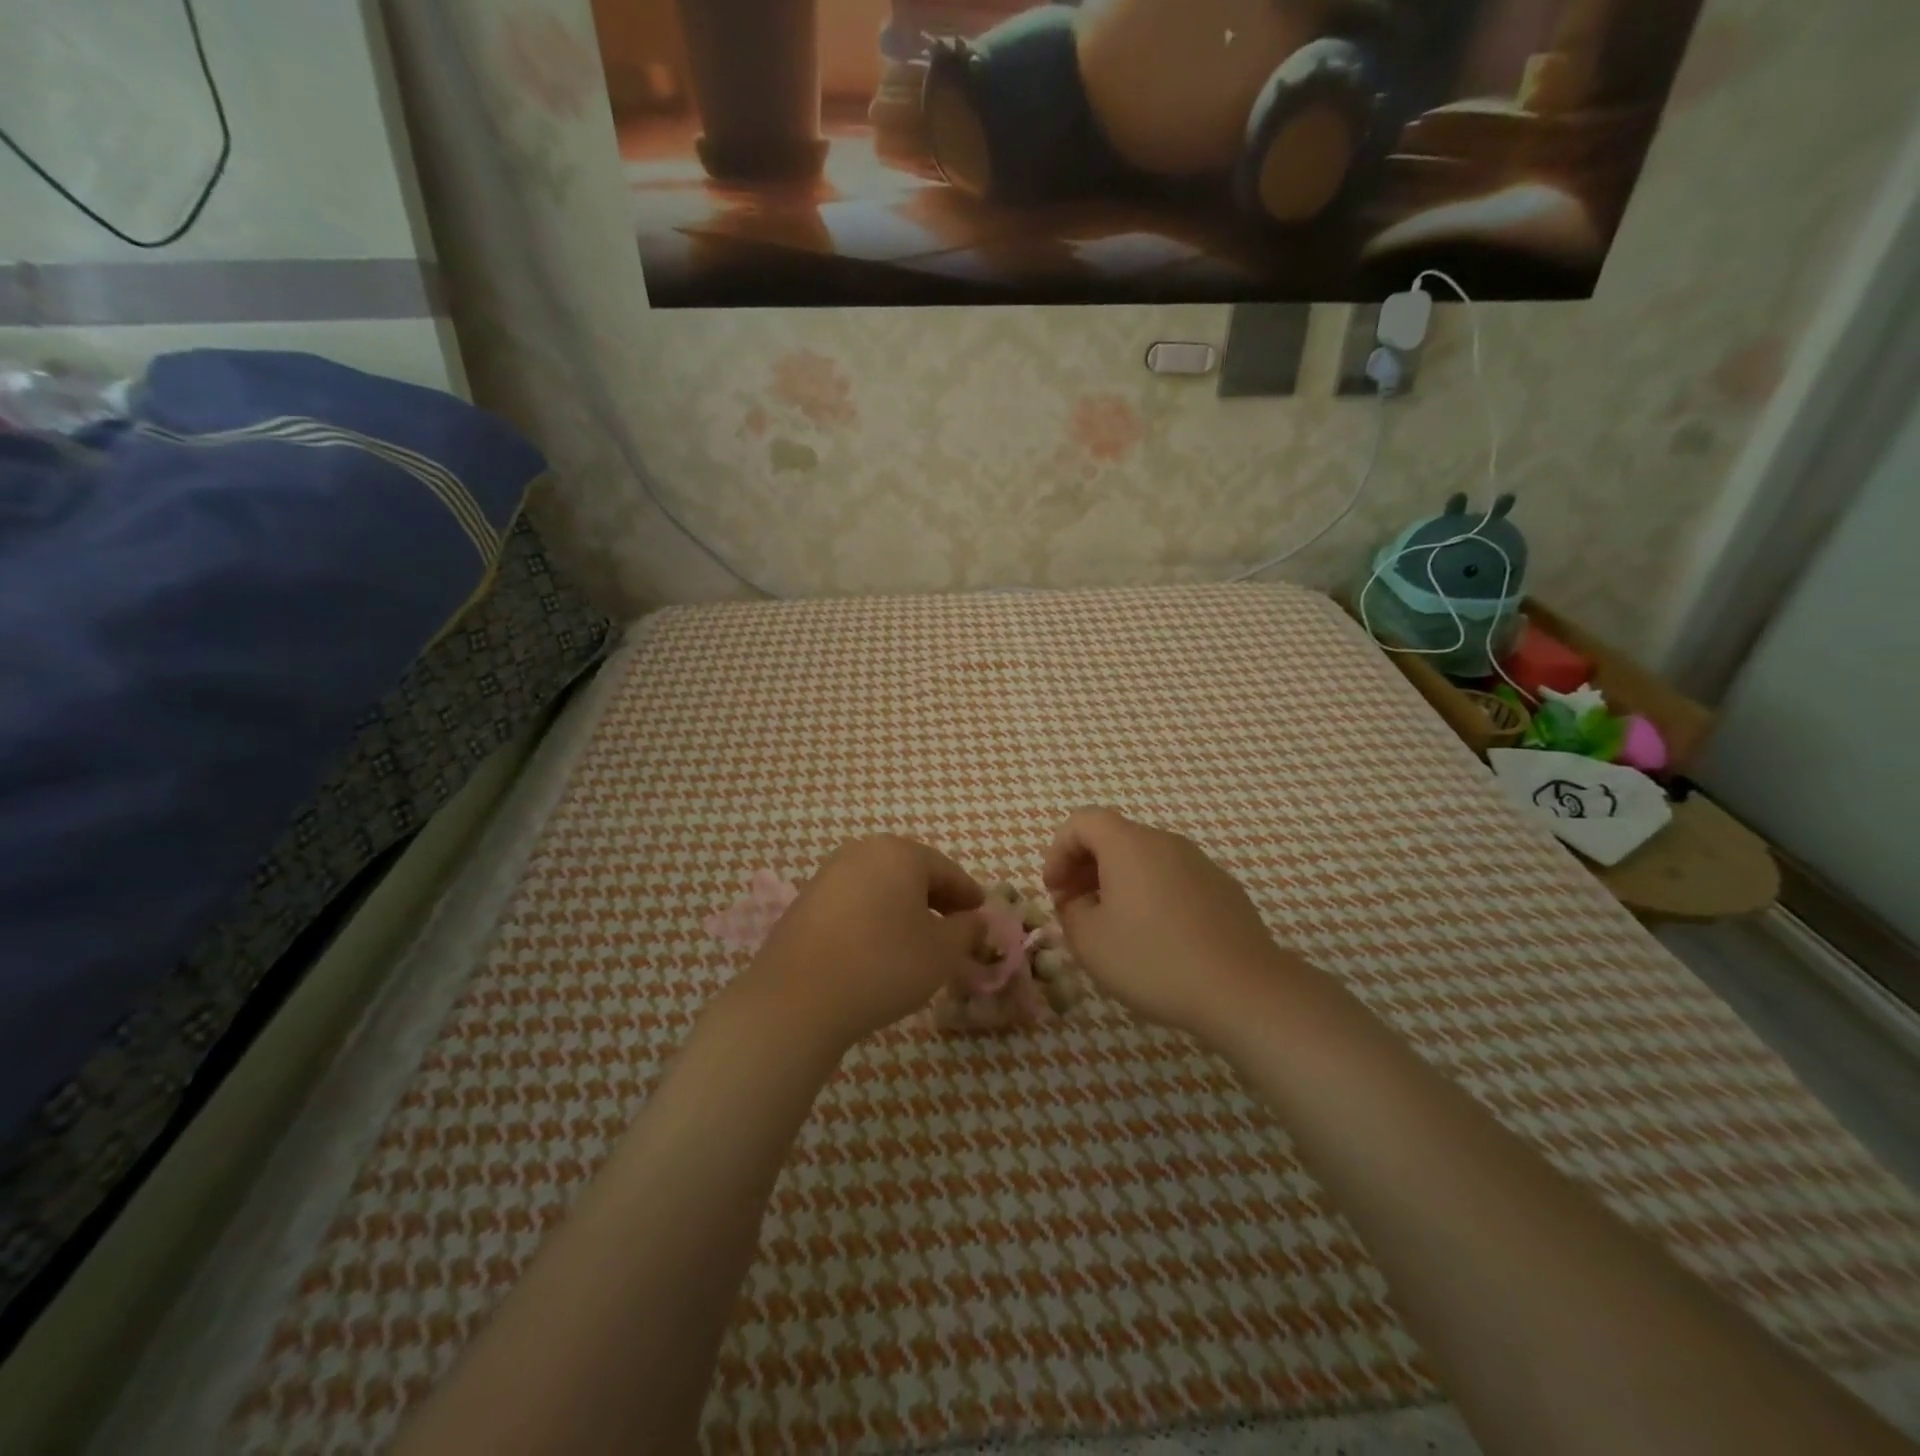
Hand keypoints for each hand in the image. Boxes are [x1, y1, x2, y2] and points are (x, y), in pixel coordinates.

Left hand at [738, 835, 985, 1052]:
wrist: (798, 998)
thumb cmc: (884, 965)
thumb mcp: (942, 952)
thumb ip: (967, 930)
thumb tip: (976, 920)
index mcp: (900, 853)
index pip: (946, 870)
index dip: (968, 895)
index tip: (982, 915)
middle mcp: (862, 852)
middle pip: (911, 872)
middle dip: (936, 899)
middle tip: (954, 928)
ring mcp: (829, 875)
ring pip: (881, 887)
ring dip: (904, 909)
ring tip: (918, 942)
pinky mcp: (806, 901)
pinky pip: (854, 902)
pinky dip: (874, 918)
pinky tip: (879, 948)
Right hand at [1043, 808, 1296, 1044]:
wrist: (1243, 990)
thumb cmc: (1154, 960)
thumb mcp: (1090, 942)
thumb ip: (1070, 912)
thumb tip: (1078, 901)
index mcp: (1129, 845)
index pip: (1082, 821)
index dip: (1058, 850)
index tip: (1054, 890)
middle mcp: (1165, 842)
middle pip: (1114, 837)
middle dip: (1085, 867)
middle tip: (1074, 908)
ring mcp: (1200, 863)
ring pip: (1145, 859)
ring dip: (1118, 882)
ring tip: (1113, 926)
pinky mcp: (1223, 889)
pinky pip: (1173, 879)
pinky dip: (1152, 894)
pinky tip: (1156, 938)